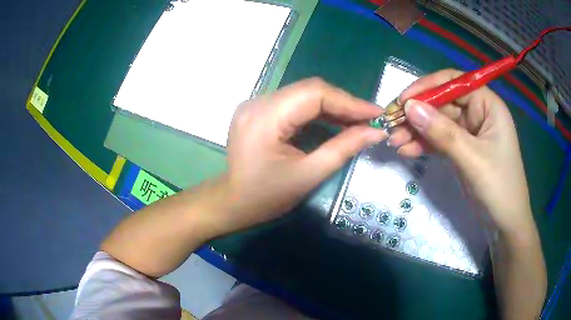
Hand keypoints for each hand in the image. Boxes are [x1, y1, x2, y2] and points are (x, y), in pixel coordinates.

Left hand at [216, 78, 386, 231]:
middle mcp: (258, 102)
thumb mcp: (308, 175)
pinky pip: (295, 102)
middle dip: (343, 103)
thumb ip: (343, 148)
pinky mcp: (259, 110)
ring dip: (333, 106)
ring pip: (304, 94)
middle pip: (309, 90)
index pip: (314, 93)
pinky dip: (317, 111)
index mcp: (265, 117)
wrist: (233, 202)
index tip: (376, 114)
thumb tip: (376, 132)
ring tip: (357, 121)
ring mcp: (256, 104)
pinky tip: (335, 121)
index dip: (349, 101)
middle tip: (369, 119)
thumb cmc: (266, 197)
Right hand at [389, 69, 533, 233]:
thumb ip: (442, 132)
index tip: (403, 100)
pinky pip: (440, 140)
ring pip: (438, 122)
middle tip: (392, 125)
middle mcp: (478, 113)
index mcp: (488, 105)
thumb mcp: (472, 159)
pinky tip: (406, 151)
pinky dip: (424, 145)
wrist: (505, 224)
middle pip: (442, 103)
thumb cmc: (499, 188)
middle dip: (417, 114)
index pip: (454, 83)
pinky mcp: (462, 149)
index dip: (427, 87)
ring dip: (416, 131)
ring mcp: (469, 132)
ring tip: (394, 142)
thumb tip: (409, 107)